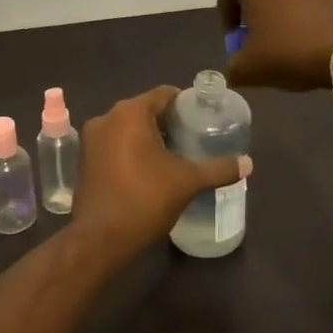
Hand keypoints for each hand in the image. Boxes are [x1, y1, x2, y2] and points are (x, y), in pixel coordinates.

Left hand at [72, 86, 250, 256]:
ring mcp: (91, 139)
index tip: (203, 119)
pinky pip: (113, 144)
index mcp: (131, 112)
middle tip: (192, 138)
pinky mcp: (84, 159)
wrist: (100, 238)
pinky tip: (147, 170)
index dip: (186, 104)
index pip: (164, 94)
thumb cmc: (145, 199)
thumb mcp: (188, 182)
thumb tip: (248, 163)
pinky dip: (130, 150)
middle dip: (168, 122)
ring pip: (127, 128)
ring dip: (148, 137)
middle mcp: (107, 117)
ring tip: (173, 155)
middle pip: (145, 110)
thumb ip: (219, 168)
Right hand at [218, 0, 332, 92]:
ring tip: (287, 44)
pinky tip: (312, 42)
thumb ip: (233, 66)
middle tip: (258, 42)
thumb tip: (237, 66)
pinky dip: (306, 16)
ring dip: (281, 14)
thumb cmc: (292, 50)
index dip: (226, 13)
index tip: (235, 38)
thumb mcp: (250, 68)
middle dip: (254, 13)